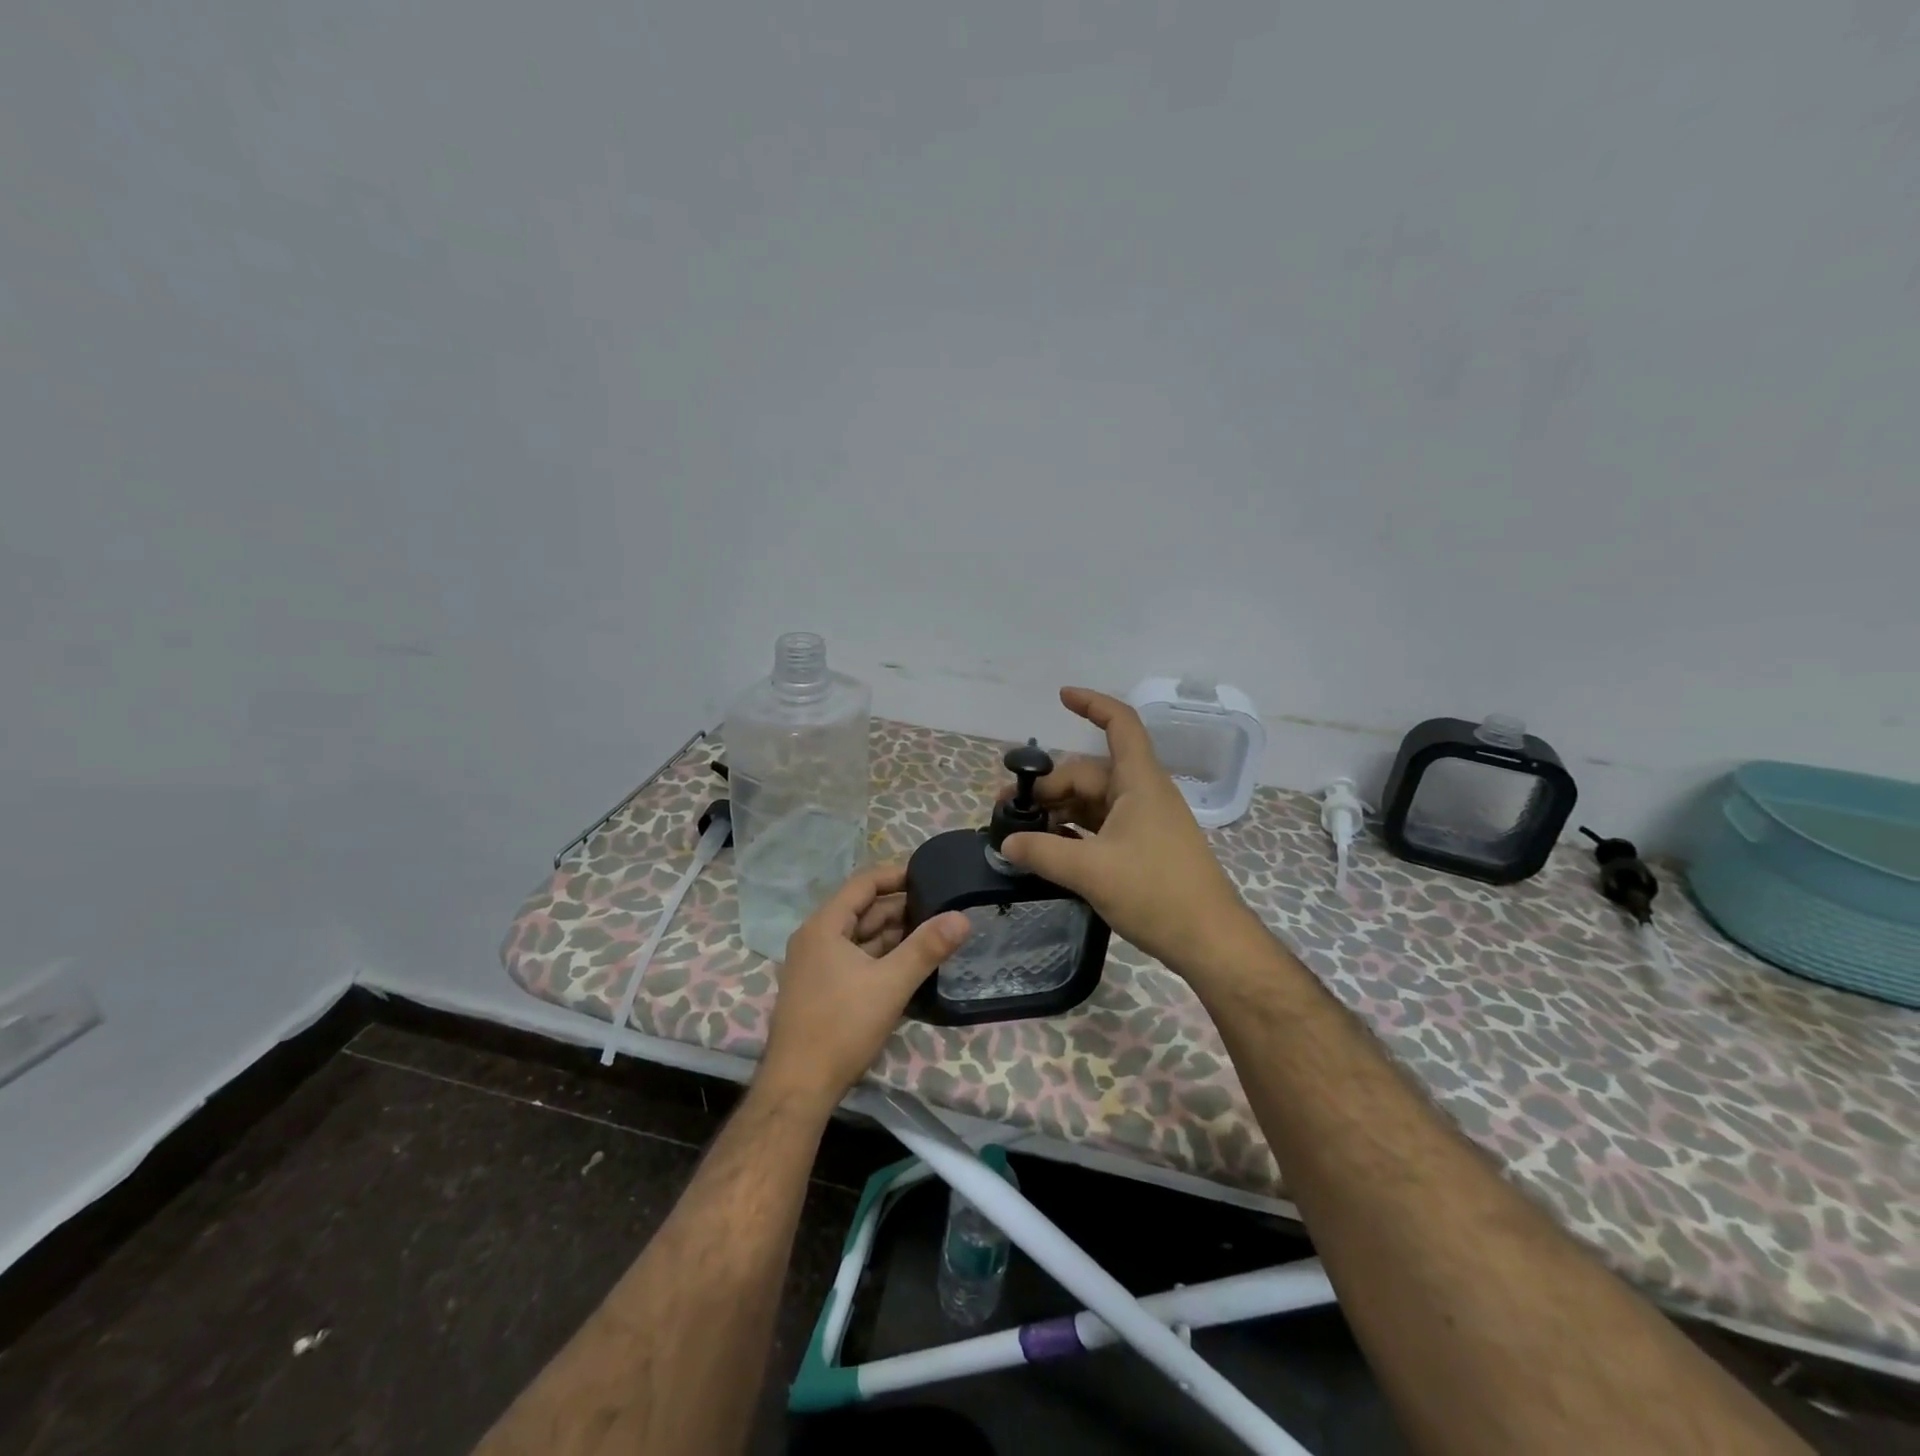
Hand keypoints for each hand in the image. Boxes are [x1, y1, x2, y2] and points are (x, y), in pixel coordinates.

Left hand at [757, 865, 969, 1106]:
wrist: (798, 1087)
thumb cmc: (841, 1027)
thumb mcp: (890, 984)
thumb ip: (927, 948)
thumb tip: (962, 916)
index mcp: (824, 926)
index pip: (863, 884)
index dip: (896, 875)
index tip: (930, 875)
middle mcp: (815, 938)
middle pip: (862, 910)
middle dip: (901, 908)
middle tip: (941, 907)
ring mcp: (815, 966)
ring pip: (860, 937)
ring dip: (893, 934)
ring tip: (933, 933)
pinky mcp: (821, 989)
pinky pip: (855, 959)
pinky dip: (881, 956)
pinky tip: (908, 964)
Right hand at [999, 688, 1263, 977]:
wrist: (1210, 941)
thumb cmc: (1156, 893)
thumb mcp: (1091, 871)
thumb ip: (1043, 852)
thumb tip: (1006, 842)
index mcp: (1139, 782)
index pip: (1120, 724)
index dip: (1091, 704)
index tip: (1060, 696)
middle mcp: (1142, 793)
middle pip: (1089, 772)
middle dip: (1048, 785)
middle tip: (1008, 811)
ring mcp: (1144, 821)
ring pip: (1093, 801)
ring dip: (1058, 811)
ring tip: (1022, 833)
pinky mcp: (1144, 848)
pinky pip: (1102, 826)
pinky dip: (1074, 831)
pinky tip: (1050, 850)